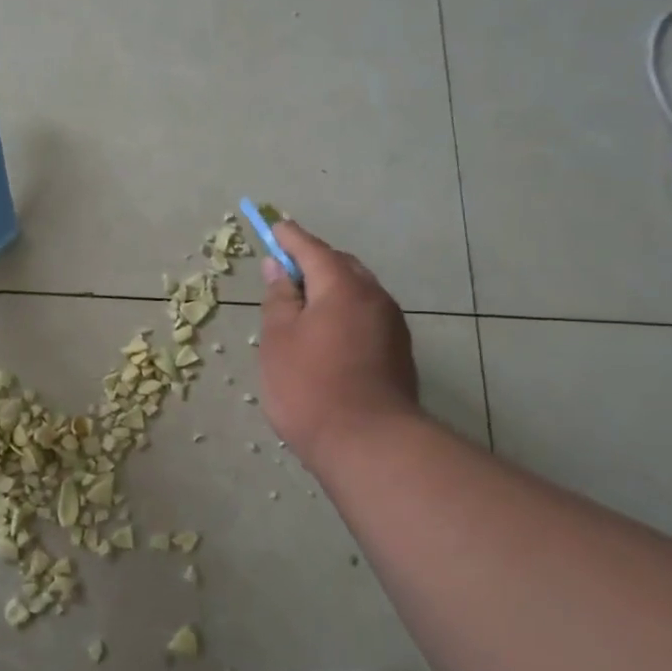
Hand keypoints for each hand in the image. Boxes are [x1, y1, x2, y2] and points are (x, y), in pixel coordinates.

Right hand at [257, 219, 419, 466]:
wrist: (369, 443)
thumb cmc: (310, 387)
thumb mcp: (278, 339)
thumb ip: (279, 298)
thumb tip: (279, 268)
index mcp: (342, 286)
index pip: (312, 249)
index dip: (289, 237)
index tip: (273, 227)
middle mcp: (374, 297)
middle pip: (340, 266)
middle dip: (313, 262)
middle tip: (285, 271)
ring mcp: (391, 325)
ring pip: (357, 292)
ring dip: (330, 289)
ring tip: (303, 306)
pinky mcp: (398, 351)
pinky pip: (366, 316)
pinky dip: (344, 313)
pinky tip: (327, 335)